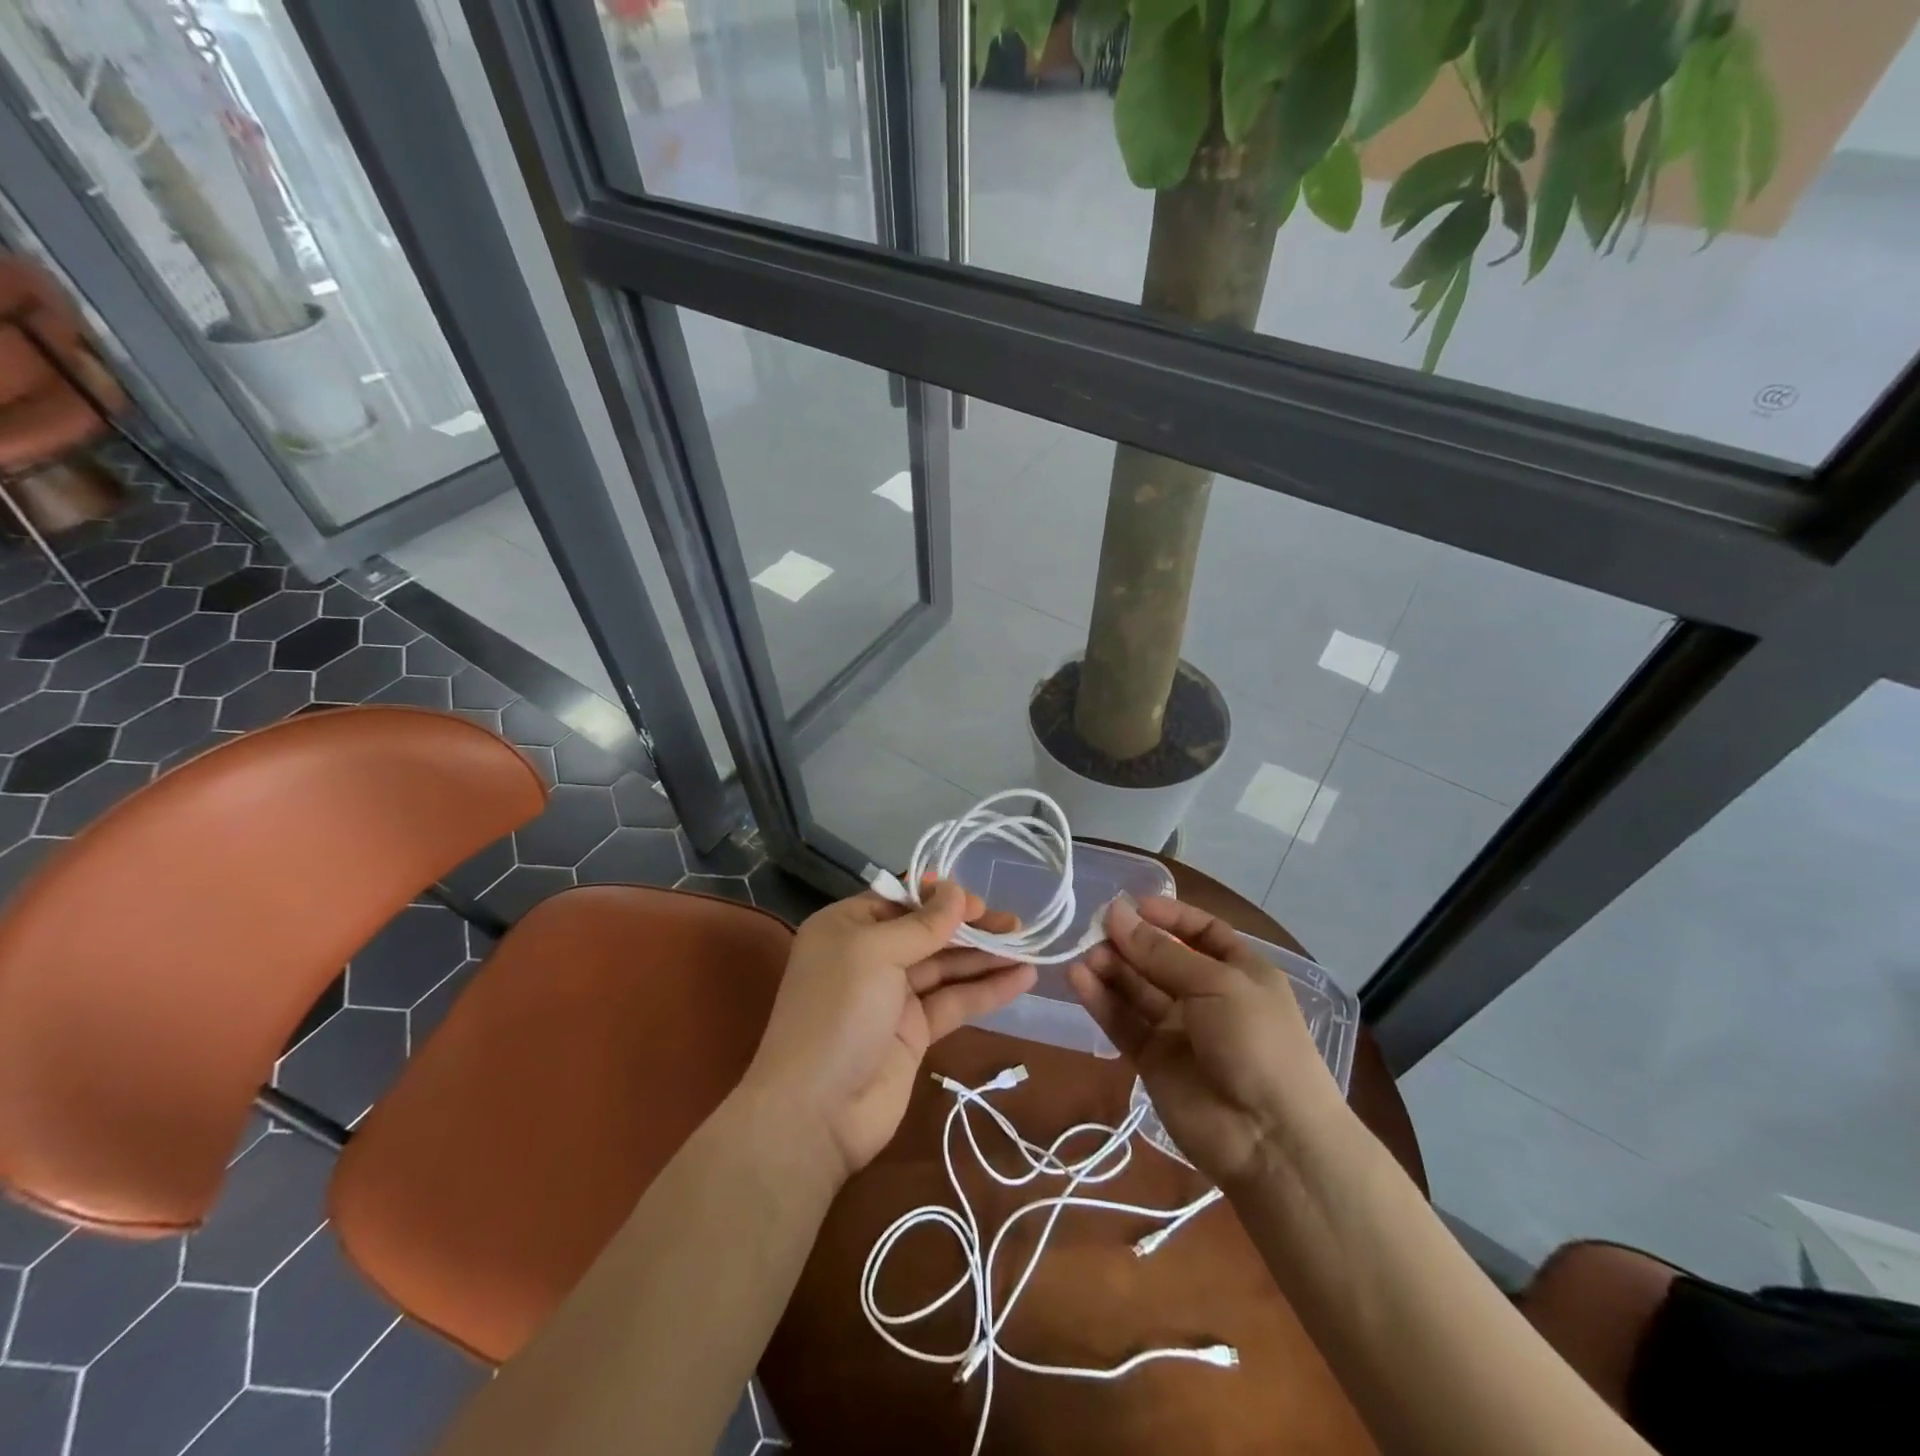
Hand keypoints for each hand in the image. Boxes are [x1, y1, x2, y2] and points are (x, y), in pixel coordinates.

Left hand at [742, 882, 1036, 1181]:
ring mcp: (893, 996)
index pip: (902, 900)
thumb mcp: (875, 954)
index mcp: (848, 927)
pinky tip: (1023, 979)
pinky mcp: (915, 1032)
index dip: (942, 898)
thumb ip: (922, 924)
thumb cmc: (837, 1013)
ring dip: (986, 957)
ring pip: (947, 967)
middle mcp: (870, 956)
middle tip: (1016, 925)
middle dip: (971, 927)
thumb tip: (957, 891)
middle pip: (929, 932)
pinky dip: (987, 990)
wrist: (815, 1113)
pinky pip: (955, 1002)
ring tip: (1029, 946)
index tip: (979, 902)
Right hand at [1068, 897, 1345, 1188]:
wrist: (1271, 1138)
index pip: (1201, 933)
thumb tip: (1116, 912)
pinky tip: (1078, 979)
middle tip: (1094, 929)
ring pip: (1137, 989)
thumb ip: (1161, 953)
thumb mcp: (1216, 984)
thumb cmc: (1257, 1042)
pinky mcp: (1152, 1060)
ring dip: (1111, 969)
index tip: (1132, 905)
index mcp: (1239, 972)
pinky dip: (1101, 1001)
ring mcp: (1178, 1030)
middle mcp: (1207, 996)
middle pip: (1161, 959)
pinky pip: (1123, 1022)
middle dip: (1131, 942)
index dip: (1169, 917)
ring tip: (1085, 954)